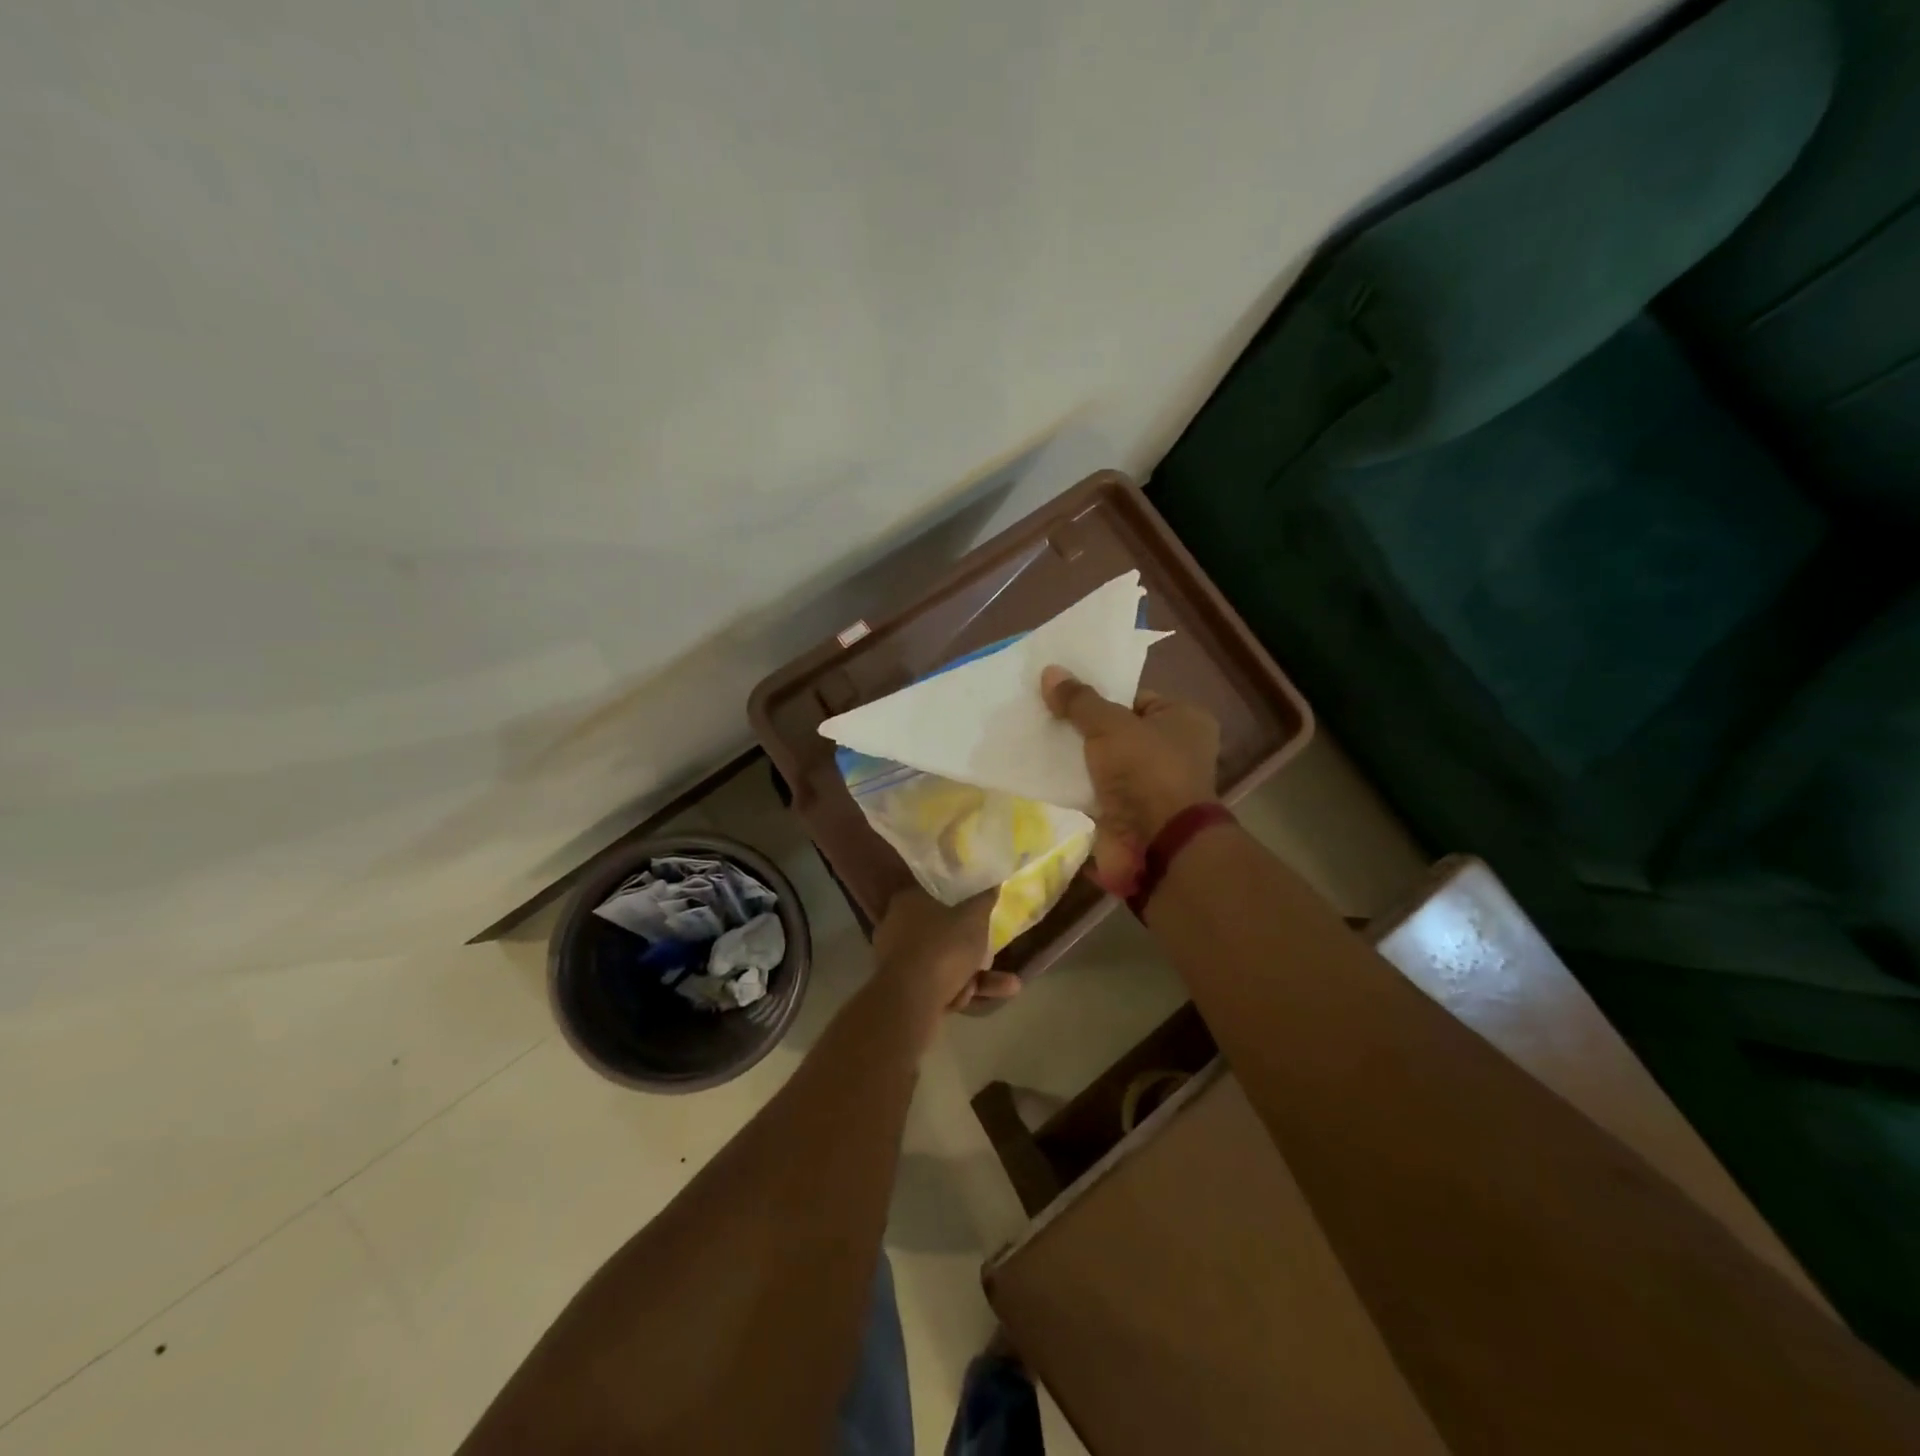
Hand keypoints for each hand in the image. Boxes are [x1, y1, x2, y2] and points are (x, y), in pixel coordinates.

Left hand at [871, 887, 1021, 1025]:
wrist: (910, 1000)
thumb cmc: (942, 946)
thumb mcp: (974, 917)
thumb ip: (984, 898)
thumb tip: (992, 881)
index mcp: (908, 902)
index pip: (936, 893)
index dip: (962, 902)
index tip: (981, 911)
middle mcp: (897, 928)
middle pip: (943, 933)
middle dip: (974, 948)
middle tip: (993, 950)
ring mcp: (898, 962)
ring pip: (944, 963)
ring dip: (976, 975)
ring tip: (1009, 984)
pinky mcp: (903, 991)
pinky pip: (939, 985)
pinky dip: (961, 991)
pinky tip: (986, 997)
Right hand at [1041, 665, 1220, 896]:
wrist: (1155, 845)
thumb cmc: (1146, 771)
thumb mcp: (1110, 725)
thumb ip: (1079, 701)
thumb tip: (1050, 671)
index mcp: (1183, 720)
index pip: (1135, 697)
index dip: (1099, 693)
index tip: (1062, 691)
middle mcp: (1173, 750)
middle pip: (1117, 729)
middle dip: (1083, 725)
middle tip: (1043, 712)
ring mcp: (1150, 784)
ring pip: (1104, 760)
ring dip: (1076, 756)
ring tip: (1036, 737)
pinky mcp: (1128, 811)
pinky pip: (1095, 788)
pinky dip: (1074, 782)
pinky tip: (1042, 770)